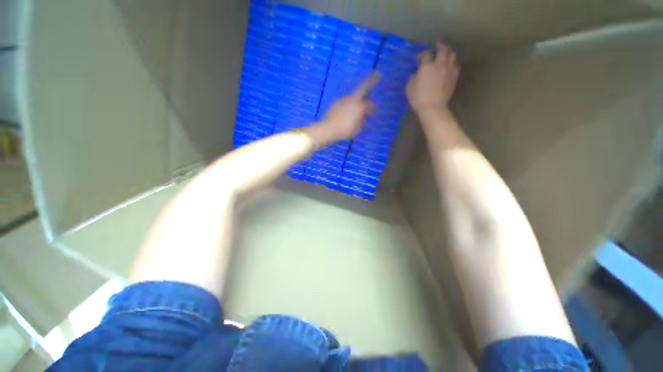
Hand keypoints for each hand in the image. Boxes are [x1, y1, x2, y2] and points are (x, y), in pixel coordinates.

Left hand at [307, 73, 380, 144]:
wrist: (328, 129)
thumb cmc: (345, 130)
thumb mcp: (358, 129)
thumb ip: (362, 121)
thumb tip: (363, 116)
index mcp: (360, 106)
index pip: (369, 105)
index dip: (372, 110)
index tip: (372, 114)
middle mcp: (352, 99)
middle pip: (362, 87)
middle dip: (370, 80)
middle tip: (377, 74)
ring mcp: (343, 99)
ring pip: (352, 98)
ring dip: (355, 101)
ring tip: (355, 110)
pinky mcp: (335, 103)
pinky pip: (344, 103)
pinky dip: (347, 106)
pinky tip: (345, 114)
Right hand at [406, 40, 458, 112]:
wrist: (433, 107)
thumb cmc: (418, 98)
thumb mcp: (409, 87)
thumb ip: (413, 77)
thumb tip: (417, 73)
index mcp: (427, 66)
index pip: (425, 55)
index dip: (422, 54)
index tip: (419, 57)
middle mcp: (439, 64)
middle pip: (443, 49)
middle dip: (440, 44)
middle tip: (437, 43)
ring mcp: (448, 70)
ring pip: (452, 55)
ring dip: (449, 51)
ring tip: (446, 52)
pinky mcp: (454, 77)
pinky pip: (456, 65)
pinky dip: (453, 62)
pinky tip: (451, 64)